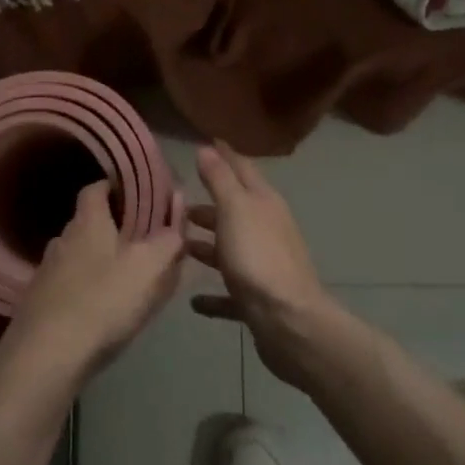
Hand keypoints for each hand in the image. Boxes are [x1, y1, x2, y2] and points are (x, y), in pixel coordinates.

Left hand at [0, 181, 187, 394]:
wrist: (47, 355)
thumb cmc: (104, 301)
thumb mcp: (150, 267)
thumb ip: (169, 238)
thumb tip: (178, 208)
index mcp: (88, 222)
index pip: (95, 188)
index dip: (114, 187)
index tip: (136, 195)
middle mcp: (62, 239)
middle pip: (88, 223)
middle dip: (113, 229)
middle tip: (141, 243)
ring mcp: (46, 272)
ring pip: (78, 256)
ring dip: (99, 261)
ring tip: (125, 279)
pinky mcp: (39, 302)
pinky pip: (69, 285)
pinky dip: (86, 289)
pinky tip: (101, 309)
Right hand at [187, 142, 343, 387]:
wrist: (288, 321)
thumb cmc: (258, 257)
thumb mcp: (235, 209)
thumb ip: (220, 179)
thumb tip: (207, 147)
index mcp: (264, 204)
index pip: (242, 169)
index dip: (224, 155)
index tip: (203, 143)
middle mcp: (267, 230)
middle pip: (235, 211)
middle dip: (208, 205)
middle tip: (176, 202)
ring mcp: (264, 266)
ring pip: (231, 250)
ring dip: (208, 247)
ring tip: (179, 246)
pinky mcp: (258, 301)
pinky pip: (230, 293)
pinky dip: (214, 295)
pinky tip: (194, 301)